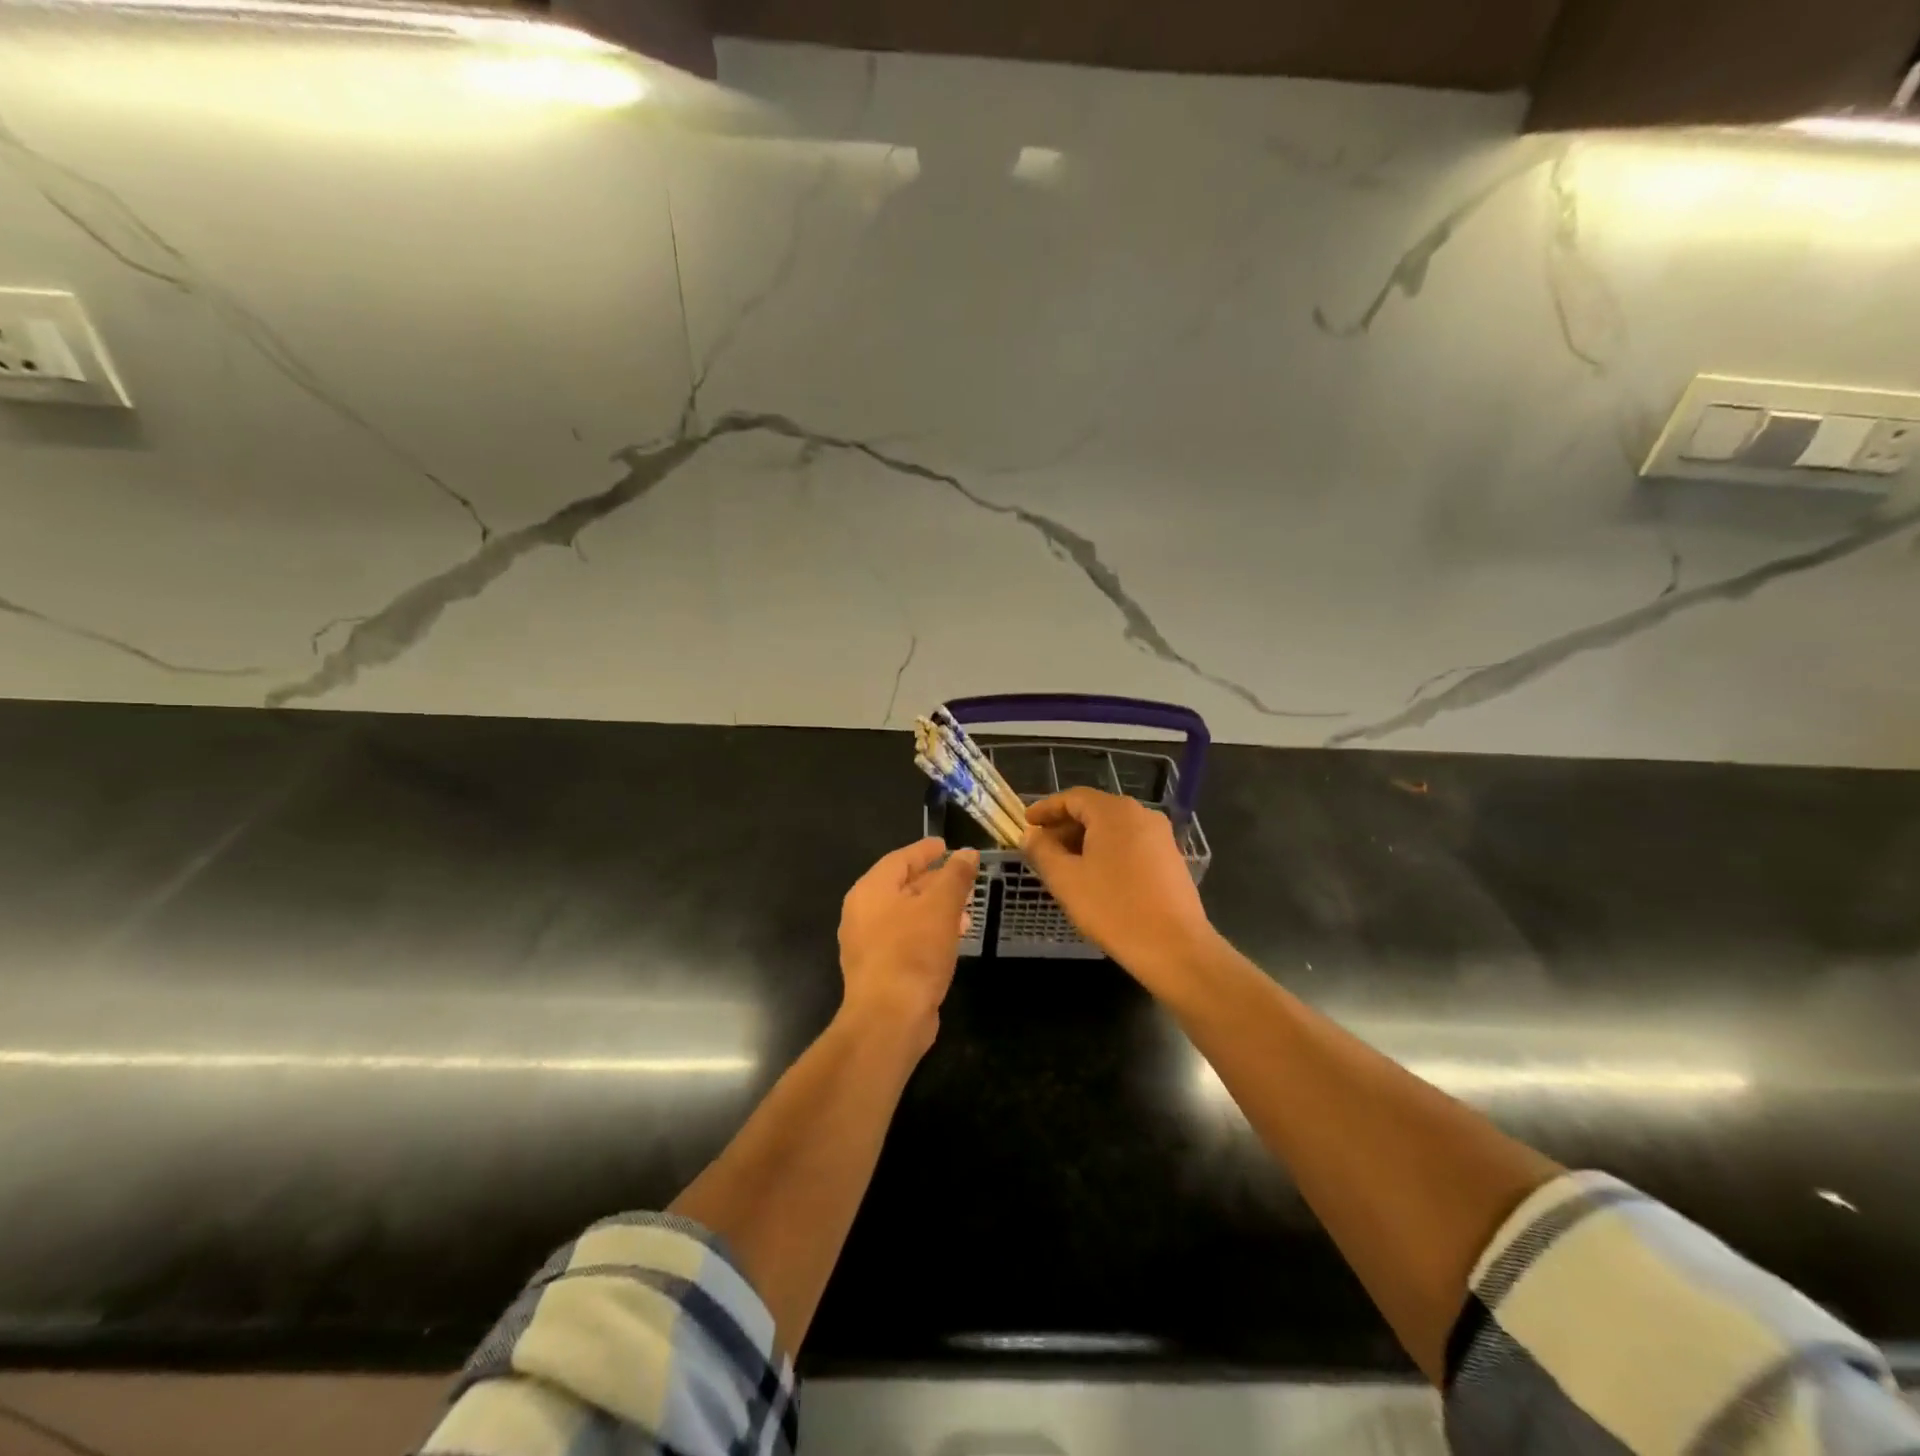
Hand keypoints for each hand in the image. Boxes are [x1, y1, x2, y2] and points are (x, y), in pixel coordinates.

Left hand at [838, 838, 979, 1048]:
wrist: (889, 1018)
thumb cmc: (913, 952)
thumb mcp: (941, 907)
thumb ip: (955, 876)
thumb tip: (967, 853)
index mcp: (870, 890)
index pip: (900, 859)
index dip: (925, 850)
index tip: (946, 845)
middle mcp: (862, 913)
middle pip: (901, 886)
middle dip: (934, 882)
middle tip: (962, 879)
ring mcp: (867, 944)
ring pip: (905, 915)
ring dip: (934, 910)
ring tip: (964, 914)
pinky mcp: (878, 970)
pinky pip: (905, 939)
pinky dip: (927, 932)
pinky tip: (950, 941)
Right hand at [1022, 788, 1217, 984]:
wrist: (1175, 947)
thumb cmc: (1113, 909)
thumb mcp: (1065, 880)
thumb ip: (1042, 851)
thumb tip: (1031, 835)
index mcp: (1114, 812)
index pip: (1072, 797)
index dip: (1045, 808)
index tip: (1026, 823)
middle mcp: (1141, 814)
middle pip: (1094, 810)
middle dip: (1064, 827)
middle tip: (1041, 849)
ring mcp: (1160, 836)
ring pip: (1113, 829)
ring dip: (1085, 841)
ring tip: (1064, 866)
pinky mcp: (1170, 858)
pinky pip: (1130, 844)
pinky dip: (1107, 852)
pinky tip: (1095, 877)